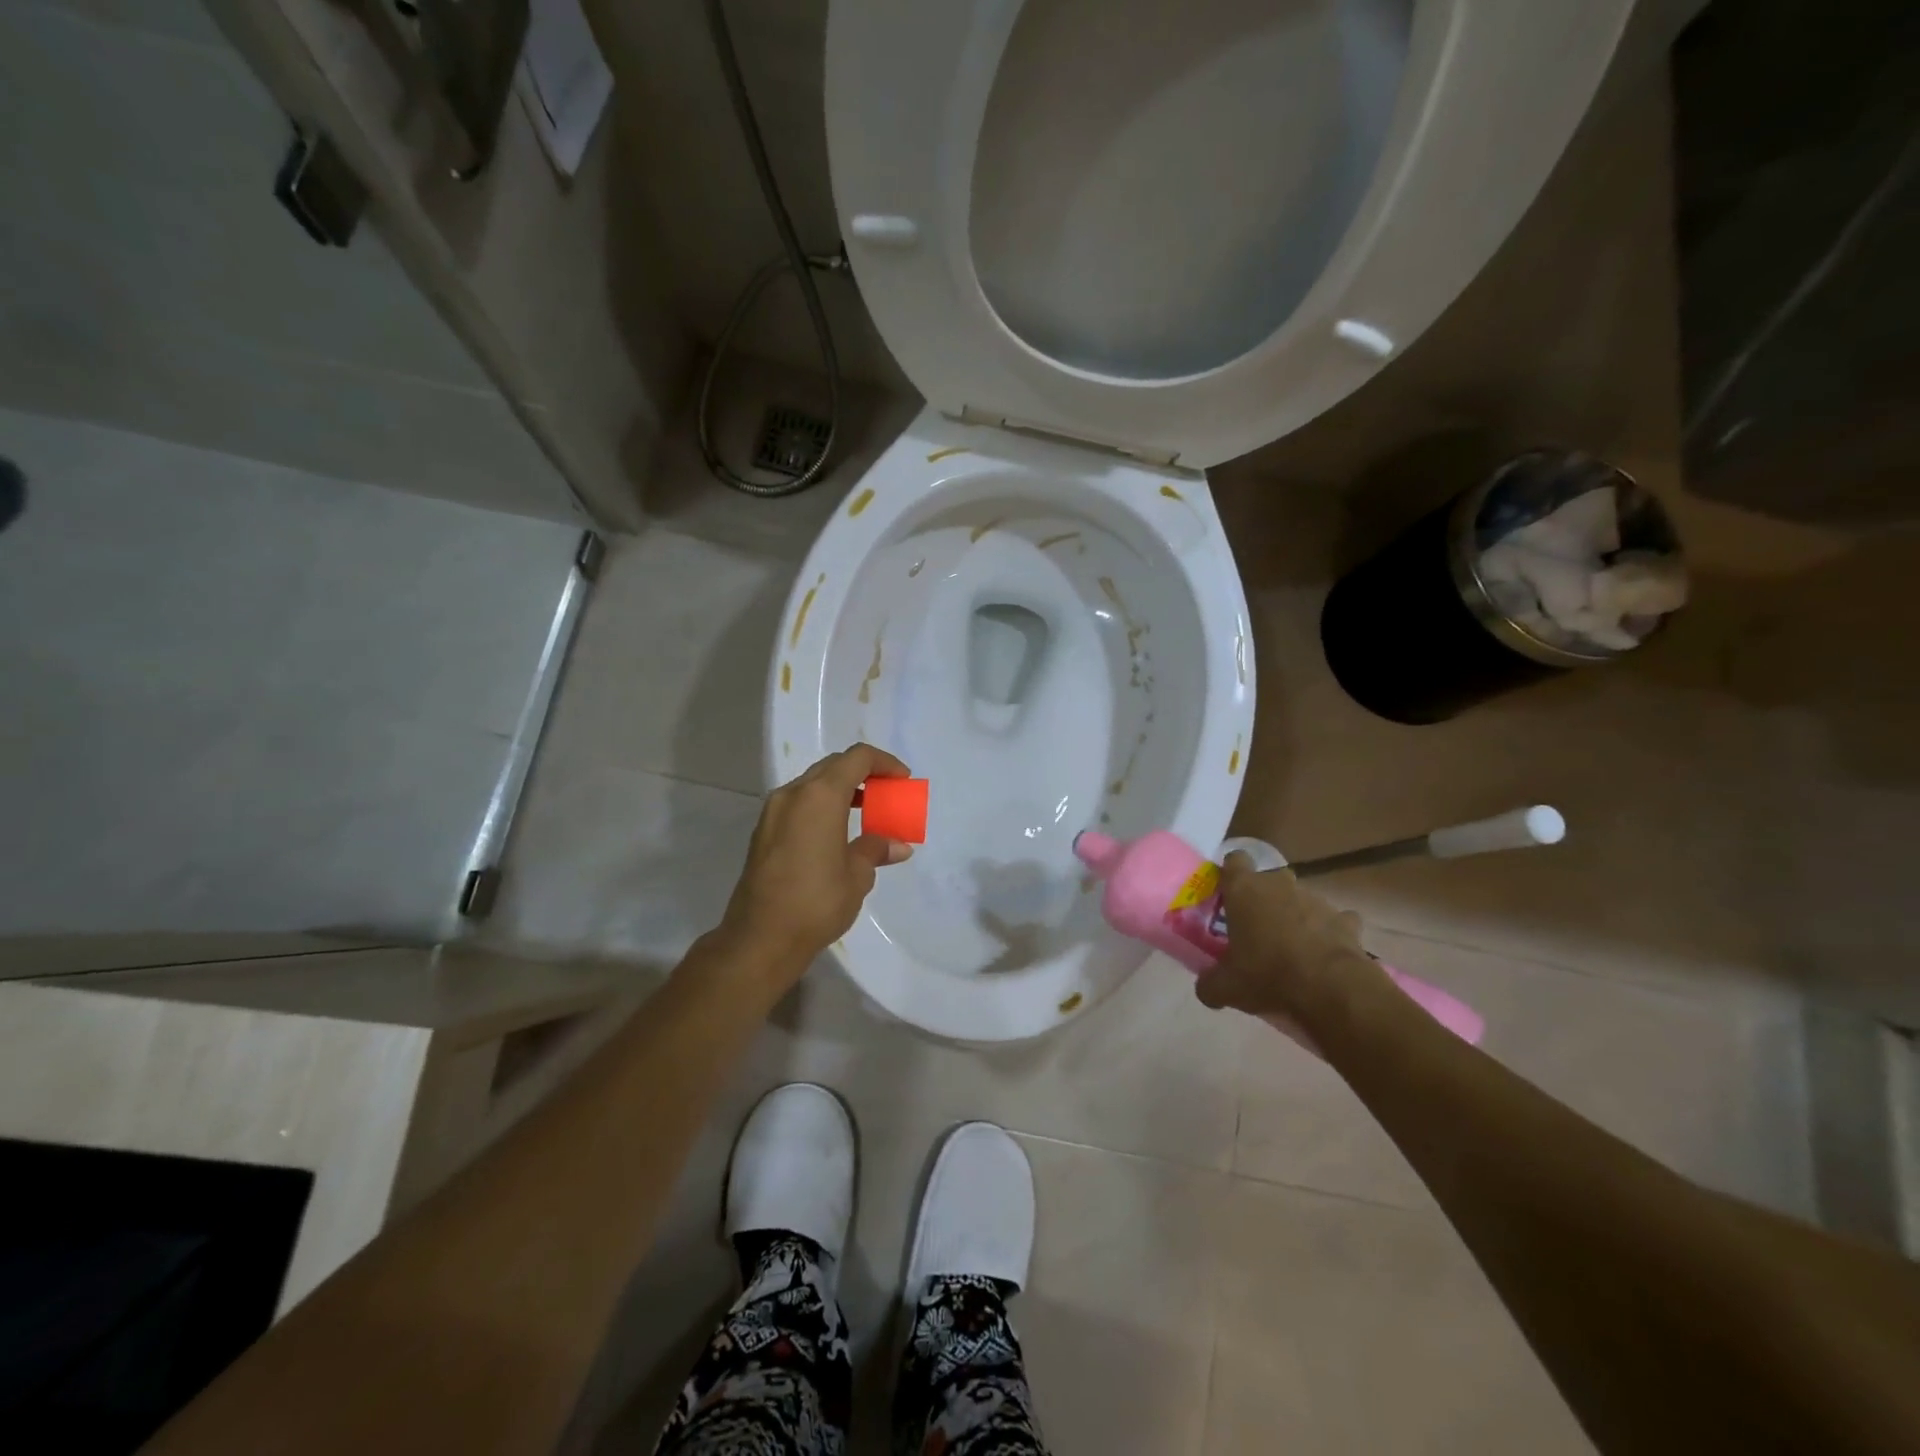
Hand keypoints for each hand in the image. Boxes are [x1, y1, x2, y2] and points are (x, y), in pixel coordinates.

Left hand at [718, 743, 913, 978]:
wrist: (761, 938)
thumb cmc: (816, 902)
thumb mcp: (857, 875)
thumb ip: (875, 850)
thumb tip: (898, 845)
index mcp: (820, 796)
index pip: (857, 759)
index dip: (884, 763)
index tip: (902, 780)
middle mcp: (793, 794)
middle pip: (833, 766)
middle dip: (863, 774)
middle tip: (886, 793)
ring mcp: (773, 812)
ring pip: (813, 784)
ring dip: (841, 789)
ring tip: (865, 812)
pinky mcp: (763, 832)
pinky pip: (798, 804)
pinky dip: (821, 806)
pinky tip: (836, 832)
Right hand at [1193, 853, 1377, 1030]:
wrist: (1331, 990)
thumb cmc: (1267, 976)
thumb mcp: (1226, 988)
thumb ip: (1210, 983)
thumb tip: (1206, 989)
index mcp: (1245, 890)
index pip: (1235, 860)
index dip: (1231, 874)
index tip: (1228, 895)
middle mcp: (1279, 885)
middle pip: (1269, 880)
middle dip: (1265, 898)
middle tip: (1258, 928)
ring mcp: (1316, 900)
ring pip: (1301, 899)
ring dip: (1296, 916)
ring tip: (1293, 949)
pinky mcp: (1346, 920)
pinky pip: (1336, 921)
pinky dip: (1331, 933)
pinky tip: (1327, 955)